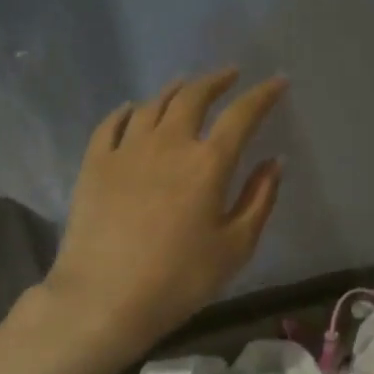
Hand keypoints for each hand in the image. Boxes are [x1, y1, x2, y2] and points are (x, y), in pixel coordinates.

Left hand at [40, 69, 287, 361]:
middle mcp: (169, 143)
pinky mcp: (95, 163)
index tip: (278, 81)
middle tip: (230, 75)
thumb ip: (260, 199)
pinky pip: (113, 123)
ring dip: (176, 89)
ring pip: (154, 104)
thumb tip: (274, 162)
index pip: (242, 115)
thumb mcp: (236, 246)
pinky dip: (129, 110)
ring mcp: (127, 149)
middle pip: (193, 96)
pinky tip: (134, 109)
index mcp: (208, 163)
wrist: (104, 298)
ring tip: (188, 86)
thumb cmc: (180, 278)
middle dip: (216, 80)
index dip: (263, 94)